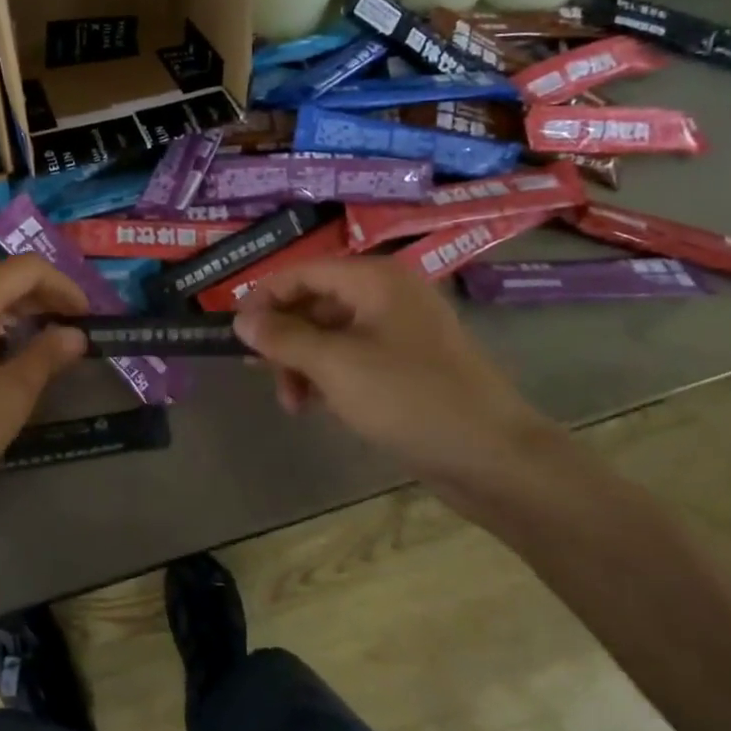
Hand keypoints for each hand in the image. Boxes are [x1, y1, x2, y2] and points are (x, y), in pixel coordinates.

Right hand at [232, 256, 567, 515]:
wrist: (495, 459)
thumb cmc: (410, 399)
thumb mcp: (335, 365)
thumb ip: (283, 337)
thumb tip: (241, 319)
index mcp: (375, 279)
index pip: (302, 272)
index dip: (264, 297)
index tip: (235, 332)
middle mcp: (387, 295)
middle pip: (315, 302)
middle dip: (284, 338)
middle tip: (260, 373)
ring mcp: (400, 331)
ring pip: (330, 334)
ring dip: (303, 363)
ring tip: (292, 403)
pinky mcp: (407, 365)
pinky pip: (352, 358)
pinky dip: (328, 377)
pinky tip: (317, 407)